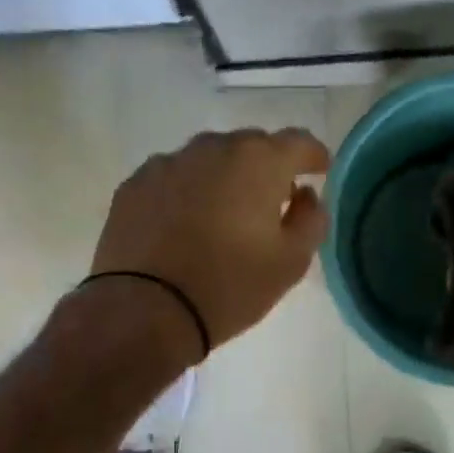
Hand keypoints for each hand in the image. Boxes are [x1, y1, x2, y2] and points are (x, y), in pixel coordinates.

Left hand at [91, 128, 330, 349]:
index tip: (319, 171)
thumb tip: (306, 196)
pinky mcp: (134, 186)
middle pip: (251, 147)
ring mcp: (167, 163)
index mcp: (258, 162)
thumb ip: (311, 220)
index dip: (314, 156)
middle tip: (271, 204)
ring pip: (209, 161)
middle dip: (267, 169)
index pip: (298, 142)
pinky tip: (185, 227)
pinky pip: (173, 180)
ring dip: (224, 180)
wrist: (147, 310)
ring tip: (225, 216)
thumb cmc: (231, 286)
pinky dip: (187, 194)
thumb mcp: (291, 262)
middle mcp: (212, 148)